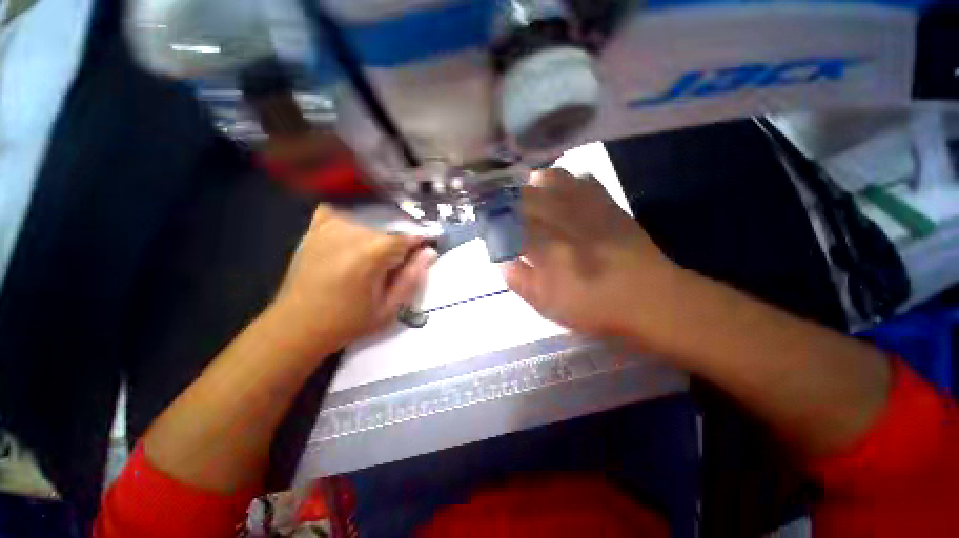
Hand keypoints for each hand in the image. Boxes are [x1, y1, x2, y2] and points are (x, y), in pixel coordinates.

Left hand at [267, 205, 435, 354]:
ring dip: (377, 239)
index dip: (418, 246)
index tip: (421, 255)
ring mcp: (331, 226)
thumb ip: (412, 277)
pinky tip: (350, 241)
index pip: (409, 237)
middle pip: (390, 231)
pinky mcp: (315, 228)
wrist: (297, 325)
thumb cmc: (347, 321)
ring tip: (368, 261)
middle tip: (390, 270)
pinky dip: (351, 223)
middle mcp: (353, 231)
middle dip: (397, 247)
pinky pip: (342, 214)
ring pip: (370, 224)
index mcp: (373, 252)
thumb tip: (430, 252)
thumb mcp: (389, 307)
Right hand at [501, 168, 680, 348]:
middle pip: (526, 196)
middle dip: (510, 198)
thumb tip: (503, 262)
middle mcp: (562, 221)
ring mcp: (586, 208)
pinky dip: (568, 181)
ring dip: (536, 183)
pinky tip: (564, 192)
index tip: (489, 222)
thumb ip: (520, 281)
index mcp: (544, 247)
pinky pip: (583, 180)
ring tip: (532, 193)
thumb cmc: (594, 308)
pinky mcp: (607, 205)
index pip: (509, 223)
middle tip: (505, 207)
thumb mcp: (548, 306)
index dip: (496, 220)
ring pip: (552, 178)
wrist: (649, 300)